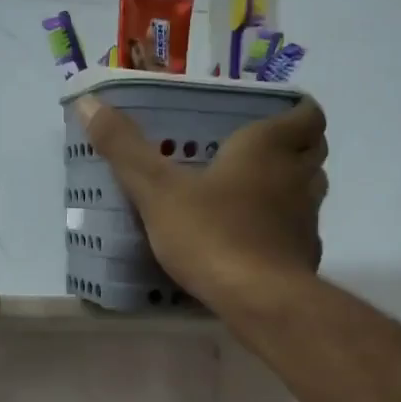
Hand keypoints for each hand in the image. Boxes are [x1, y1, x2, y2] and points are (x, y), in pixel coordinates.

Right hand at [77, 94, 327, 311]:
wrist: (259, 300)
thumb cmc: (211, 233)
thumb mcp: (157, 190)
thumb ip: (124, 148)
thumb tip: (88, 102)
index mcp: (269, 147)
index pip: (306, 114)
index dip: (295, 110)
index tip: (271, 115)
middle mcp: (298, 176)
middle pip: (312, 150)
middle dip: (291, 146)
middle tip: (253, 151)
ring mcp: (307, 218)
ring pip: (308, 190)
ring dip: (287, 186)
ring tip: (249, 193)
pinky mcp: (305, 256)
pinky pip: (297, 231)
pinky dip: (281, 228)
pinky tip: (252, 240)